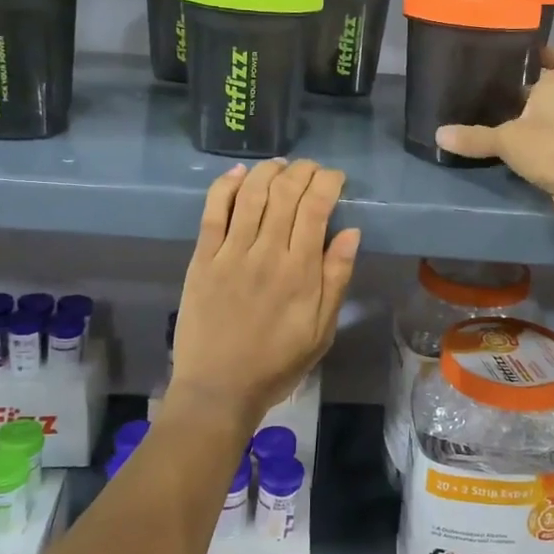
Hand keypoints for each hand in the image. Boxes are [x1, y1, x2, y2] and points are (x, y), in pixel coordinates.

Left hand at [169, 160, 360, 429]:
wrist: (219, 388)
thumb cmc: (277, 363)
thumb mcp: (322, 330)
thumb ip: (337, 278)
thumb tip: (351, 232)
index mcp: (300, 271)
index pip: (316, 208)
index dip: (327, 182)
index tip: (335, 178)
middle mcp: (266, 253)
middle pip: (285, 193)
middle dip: (302, 171)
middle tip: (311, 168)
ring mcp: (230, 253)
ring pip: (250, 194)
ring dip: (268, 171)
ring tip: (280, 165)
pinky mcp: (202, 259)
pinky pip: (213, 212)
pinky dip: (224, 186)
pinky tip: (238, 174)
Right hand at [435, 47, 553, 250]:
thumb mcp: (508, 140)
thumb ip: (475, 138)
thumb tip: (439, 134)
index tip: (533, 55)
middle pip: (551, 90)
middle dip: (526, 89)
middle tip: (491, 88)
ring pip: (546, 120)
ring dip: (524, 120)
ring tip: (488, 118)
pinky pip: (544, 147)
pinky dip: (528, 148)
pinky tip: (502, 152)